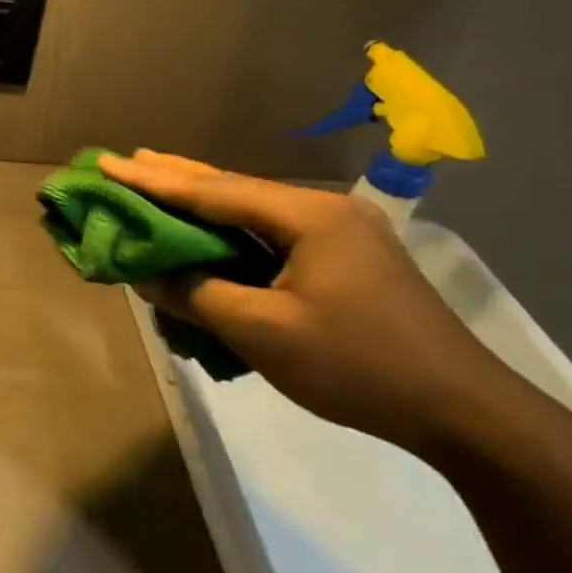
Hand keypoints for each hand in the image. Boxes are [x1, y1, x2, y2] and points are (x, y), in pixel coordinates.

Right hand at [100, 150, 520, 456]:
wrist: (463, 412)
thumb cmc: (357, 365)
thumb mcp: (262, 331)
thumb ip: (197, 296)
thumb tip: (147, 275)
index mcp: (308, 217)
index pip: (213, 192)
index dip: (154, 181)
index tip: (108, 163)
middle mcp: (325, 212)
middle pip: (234, 189)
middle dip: (177, 176)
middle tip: (127, 160)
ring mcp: (341, 235)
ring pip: (254, 212)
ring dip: (203, 205)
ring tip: (158, 184)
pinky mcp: (346, 262)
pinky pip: (272, 238)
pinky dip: (231, 235)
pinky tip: (210, 234)